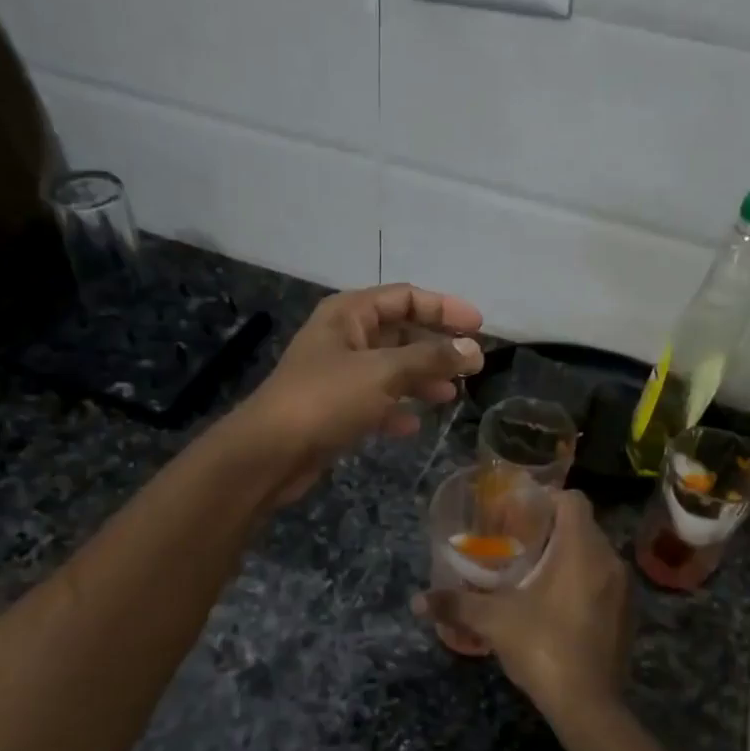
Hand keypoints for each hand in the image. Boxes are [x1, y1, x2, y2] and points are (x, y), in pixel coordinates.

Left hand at [233, 284, 484, 503]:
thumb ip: (431, 358)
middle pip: (400, 333)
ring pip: (390, 369)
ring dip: (420, 380)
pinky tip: (413, 425)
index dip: (444, 307)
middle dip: (435, 348)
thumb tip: (473, 349)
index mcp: (349, 314)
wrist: (270, 453)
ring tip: (450, 395)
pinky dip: (395, 409)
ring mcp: (337, 374)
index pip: (405, 297)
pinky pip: (374, 401)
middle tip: (472, 366)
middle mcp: (343, 337)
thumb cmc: (326, 399)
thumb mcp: (383, 373)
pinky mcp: (334, 408)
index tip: (479, 326)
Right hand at [416, 490, 632, 723]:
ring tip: (533, 573)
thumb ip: (456, 604)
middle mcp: (609, 561)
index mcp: (582, 549)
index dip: (546, 499)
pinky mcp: (627, 615)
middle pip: (583, 526)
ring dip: (568, 556)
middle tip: (518, 543)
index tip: (519, 513)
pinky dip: (582, 581)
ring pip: (594, 555)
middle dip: (551, 529)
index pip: (573, 500)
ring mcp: (623, 590)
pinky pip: (604, 581)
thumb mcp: (494, 621)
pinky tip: (556, 604)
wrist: (589, 705)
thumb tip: (417, 601)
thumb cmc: (543, 646)